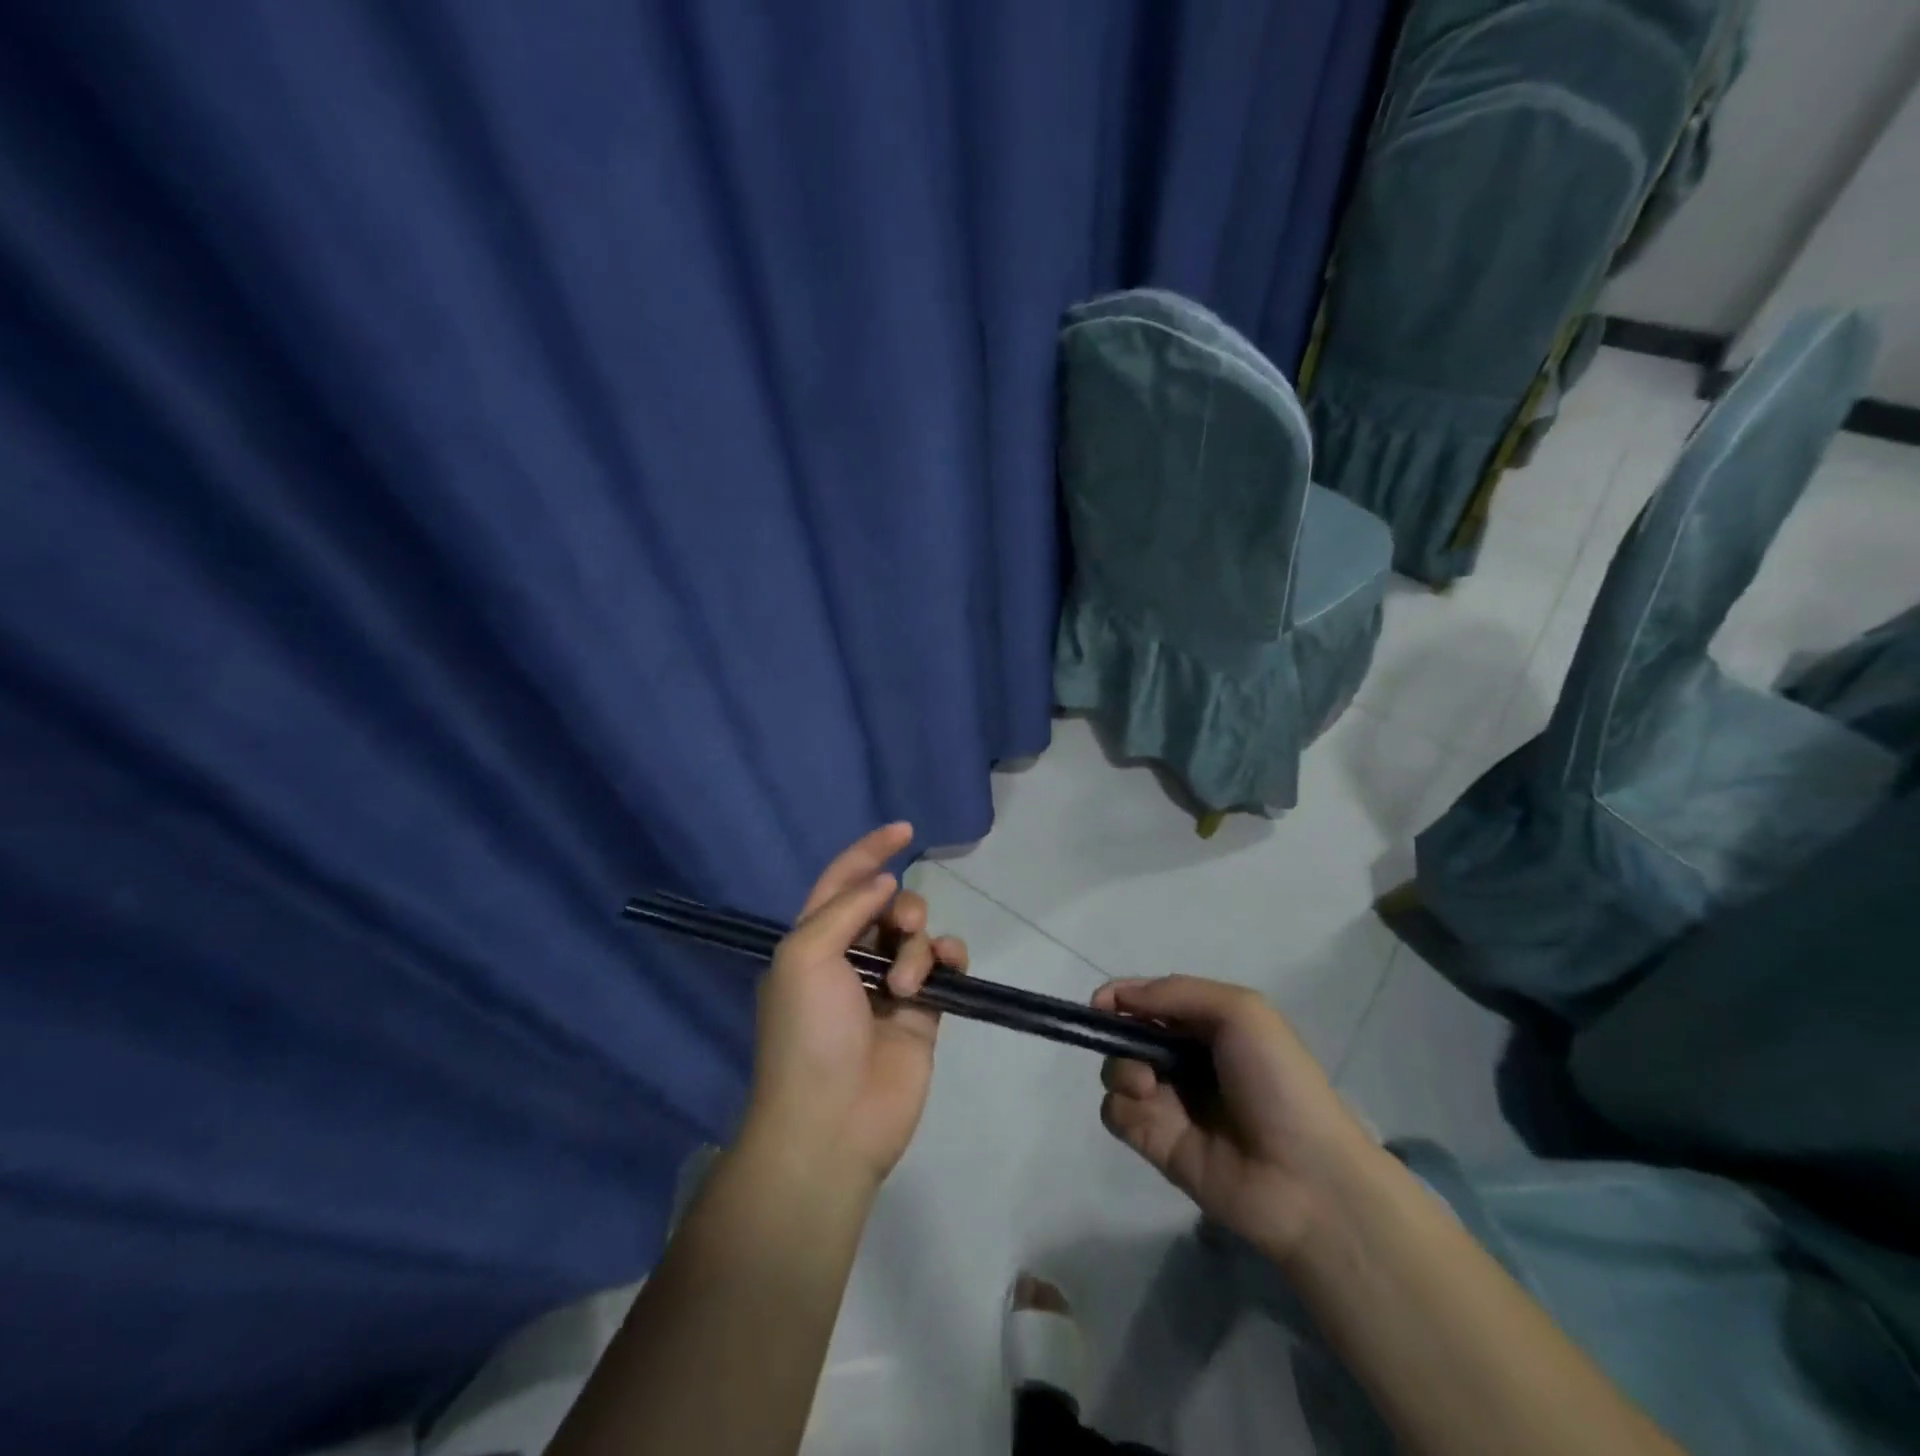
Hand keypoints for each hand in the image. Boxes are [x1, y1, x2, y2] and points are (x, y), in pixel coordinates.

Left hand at [743, 823, 968, 1190]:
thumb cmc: (808, 1033)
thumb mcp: (806, 957)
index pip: (843, 880)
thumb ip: (845, 908)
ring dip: (920, 945)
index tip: (904, 830)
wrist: (833, 1123)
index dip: (870, 851)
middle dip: (903, 907)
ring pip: (919, 934)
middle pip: (889, 905)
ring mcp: (889, 984)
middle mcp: (851, 957)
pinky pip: (944, 966)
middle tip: (903, 927)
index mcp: (814, 941)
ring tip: (908, 985)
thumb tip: (884, 882)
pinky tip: (949, 970)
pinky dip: (949, 959)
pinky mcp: (923, 1011)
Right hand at [1095, 976, 1377, 1262]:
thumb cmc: (1277, 1082)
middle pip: (1127, 1035)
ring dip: (1122, 1070)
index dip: (1122, 997)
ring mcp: (1169, 1103)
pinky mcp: (1156, 1143)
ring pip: (1116, 1072)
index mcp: (1208, 1027)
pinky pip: (1116, 1113)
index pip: (1151, 1001)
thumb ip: (1175, 993)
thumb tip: (1117, 997)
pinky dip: (1123, 1106)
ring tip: (1149, 1087)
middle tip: (1141, 1053)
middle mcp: (1185, 1061)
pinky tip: (1151, 1114)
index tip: (1101, 1004)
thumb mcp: (1240, 1012)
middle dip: (1120, 1035)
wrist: (1305, 1178)